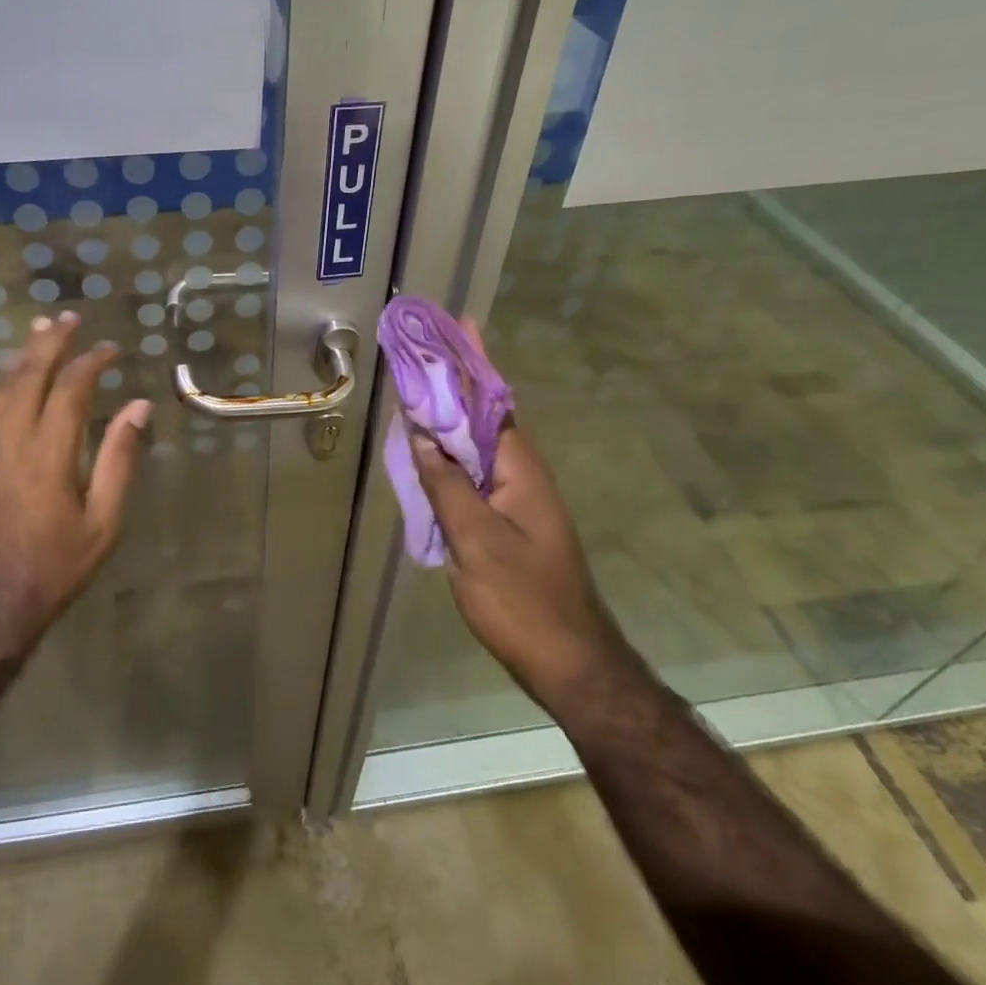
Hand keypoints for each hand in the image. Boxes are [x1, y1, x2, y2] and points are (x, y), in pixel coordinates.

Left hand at [0, 311, 152, 645]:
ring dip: (23, 356)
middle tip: (66, 317)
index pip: (71, 389)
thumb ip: (119, 459)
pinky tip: (12, 378)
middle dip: (49, 343)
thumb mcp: (103, 521)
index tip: (111, 349)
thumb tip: (137, 407)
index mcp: (48, 452)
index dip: (92, 362)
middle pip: (29, 375)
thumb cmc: (54, 566)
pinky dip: (5, 382)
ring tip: (39, 331)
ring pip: (3, 388)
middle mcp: (11, 439)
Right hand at [407, 362, 631, 705]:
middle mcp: (521, 474)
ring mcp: (516, 499)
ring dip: (450, 415)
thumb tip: (422, 435)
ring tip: (417, 388)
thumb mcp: (476, 540)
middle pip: (485, 415)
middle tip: (422, 351)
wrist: (567, 661)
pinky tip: (427, 452)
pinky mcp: (506, 520)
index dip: (474, 362)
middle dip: (457, 380)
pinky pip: (474, 473)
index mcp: (520, 468)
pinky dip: (449, 453)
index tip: (459, 323)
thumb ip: (445, 485)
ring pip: (478, 444)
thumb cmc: (522, 599)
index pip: (493, 400)